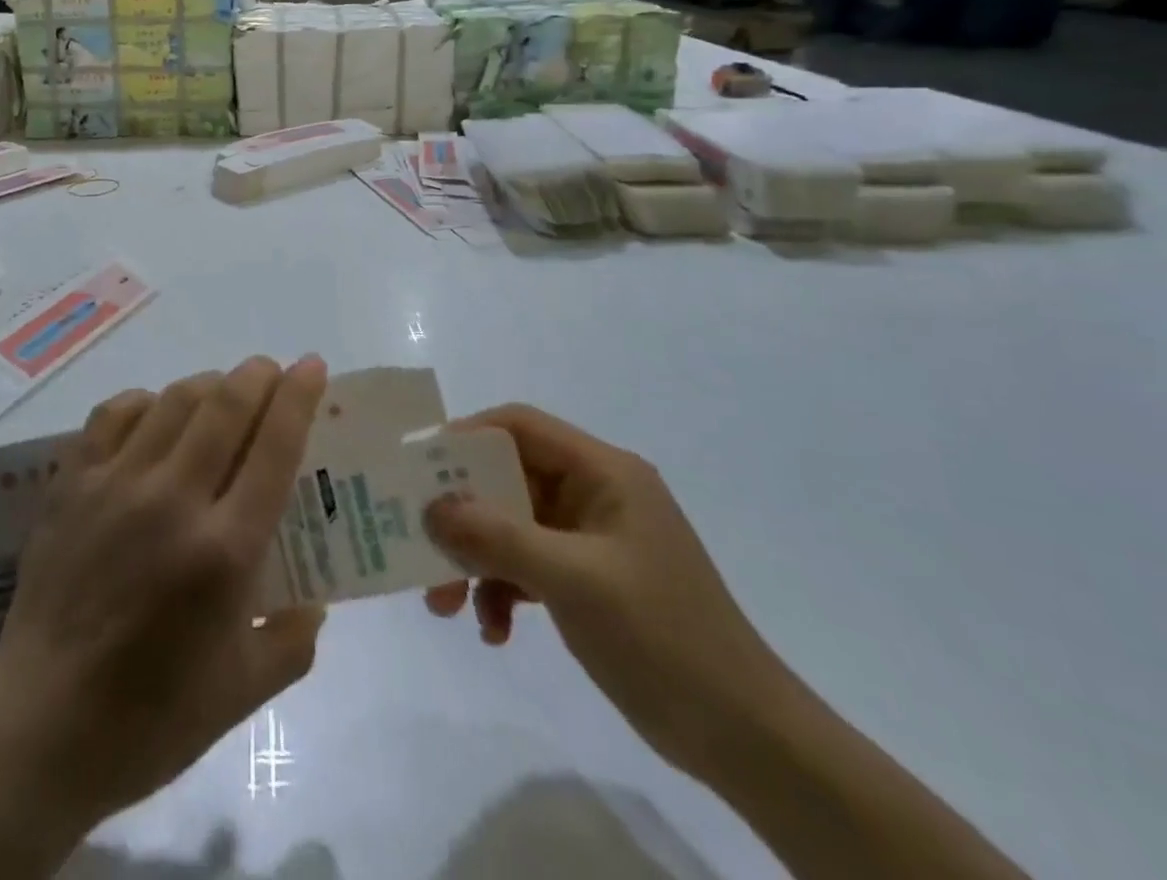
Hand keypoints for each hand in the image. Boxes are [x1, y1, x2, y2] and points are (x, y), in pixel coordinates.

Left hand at [0, 355, 328, 830]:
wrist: (40, 727)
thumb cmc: (149, 719)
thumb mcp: (242, 694)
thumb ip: (292, 642)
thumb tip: (314, 601)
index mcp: (225, 550)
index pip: (275, 446)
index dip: (299, 396)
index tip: (312, 366)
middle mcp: (174, 500)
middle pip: (226, 405)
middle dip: (258, 375)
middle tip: (271, 373)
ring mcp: (117, 484)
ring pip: (174, 400)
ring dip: (209, 383)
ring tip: (222, 392)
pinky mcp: (72, 483)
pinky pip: (114, 414)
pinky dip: (146, 401)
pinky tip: (155, 413)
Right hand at [423, 405, 790, 777]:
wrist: (746, 740)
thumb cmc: (662, 637)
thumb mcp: (573, 580)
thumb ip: (497, 537)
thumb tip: (431, 508)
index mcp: (603, 472)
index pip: (520, 426)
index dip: (466, 436)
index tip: (419, 467)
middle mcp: (594, 493)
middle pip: (507, 479)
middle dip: (462, 515)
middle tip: (420, 543)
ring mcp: (590, 539)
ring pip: (510, 527)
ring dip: (475, 561)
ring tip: (444, 606)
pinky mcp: (587, 580)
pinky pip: (527, 567)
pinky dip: (501, 591)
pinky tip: (493, 631)